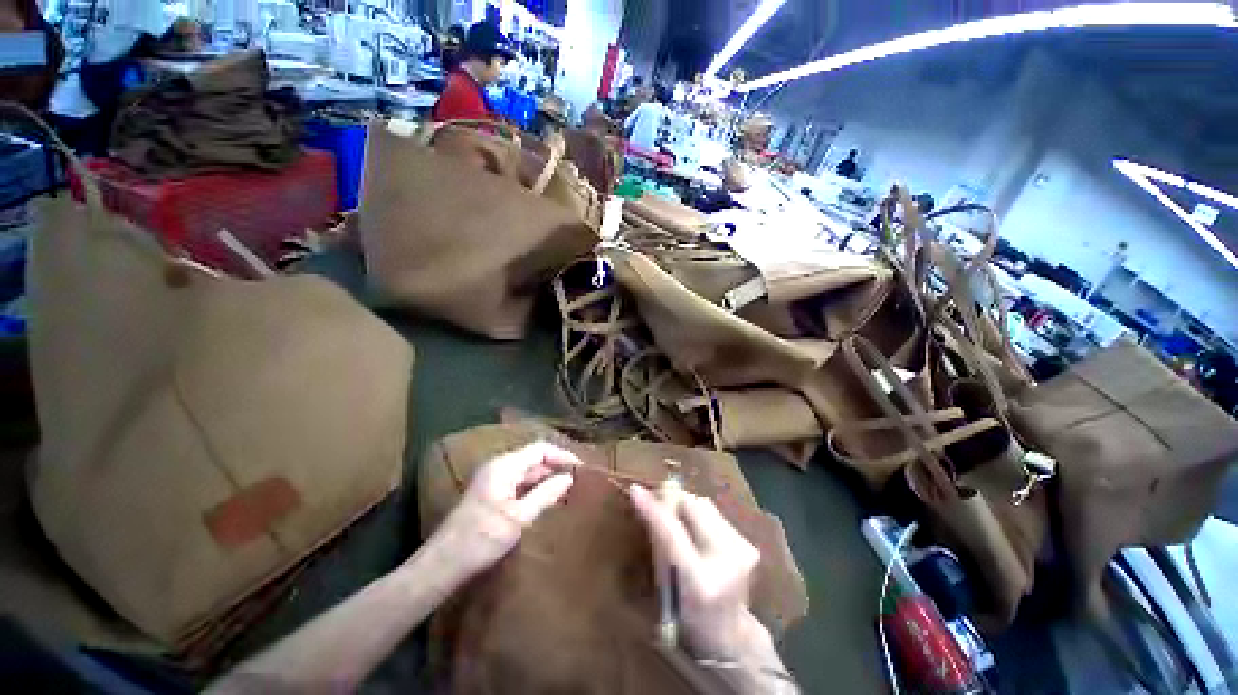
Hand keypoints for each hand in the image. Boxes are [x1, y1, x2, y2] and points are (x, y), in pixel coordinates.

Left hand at [428, 442, 579, 579]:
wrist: (443, 564)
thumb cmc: (481, 539)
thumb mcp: (519, 517)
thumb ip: (546, 494)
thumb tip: (568, 478)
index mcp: (504, 466)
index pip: (540, 449)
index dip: (562, 455)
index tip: (580, 468)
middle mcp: (499, 466)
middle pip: (533, 458)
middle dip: (555, 466)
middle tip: (577, 479)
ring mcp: (493, 479)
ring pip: (527, 471)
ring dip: (546, 477)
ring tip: (567, 488)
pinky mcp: (491, 493)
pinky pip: (519, 482)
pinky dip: (535, 487)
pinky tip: (547, 499)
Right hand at [628, 485, 761, 659]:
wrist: (731, 636)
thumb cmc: (688, 617)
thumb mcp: (666, 587)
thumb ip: (660, 544)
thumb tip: (649, 503)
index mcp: (701, 581)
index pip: (673, 533)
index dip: (654, 509)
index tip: (636, 490)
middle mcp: (727, 561)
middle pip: (694, 506)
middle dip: (674, 500)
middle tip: (659, 505)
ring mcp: (742, 550)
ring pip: (705, 504)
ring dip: (687, 507)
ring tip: (679, 522)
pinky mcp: (749, 543)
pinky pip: (716, 514)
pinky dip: (700, 516)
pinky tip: (697, 532)